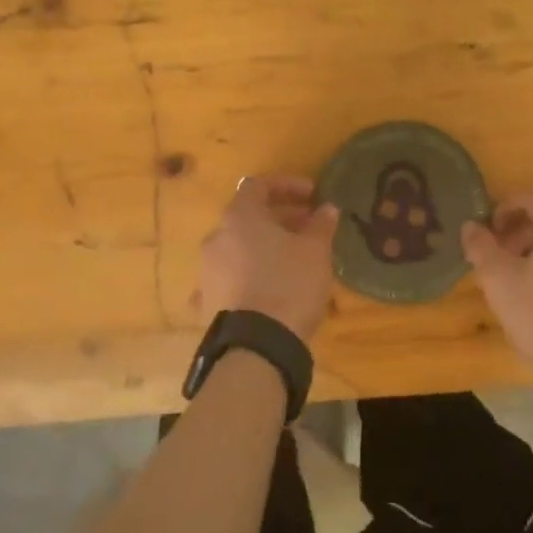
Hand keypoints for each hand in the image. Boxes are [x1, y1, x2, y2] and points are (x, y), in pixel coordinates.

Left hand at [195, 175, 339, 342]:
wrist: (256, 347)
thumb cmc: (289, 285)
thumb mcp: (315, 251)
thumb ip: (320, 224)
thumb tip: (326, 208)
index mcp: (240, 217)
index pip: (258, 185)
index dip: (287, 186)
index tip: (312, 195)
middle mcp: (216, 238)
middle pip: (247, 218)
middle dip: (279, 219)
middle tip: (308, 228)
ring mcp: (206, 272)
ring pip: (237, 248)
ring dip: (263, 248)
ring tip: (291, 261)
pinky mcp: (206, 303)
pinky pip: (228, 280)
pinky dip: (246, 277)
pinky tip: (263, 290)